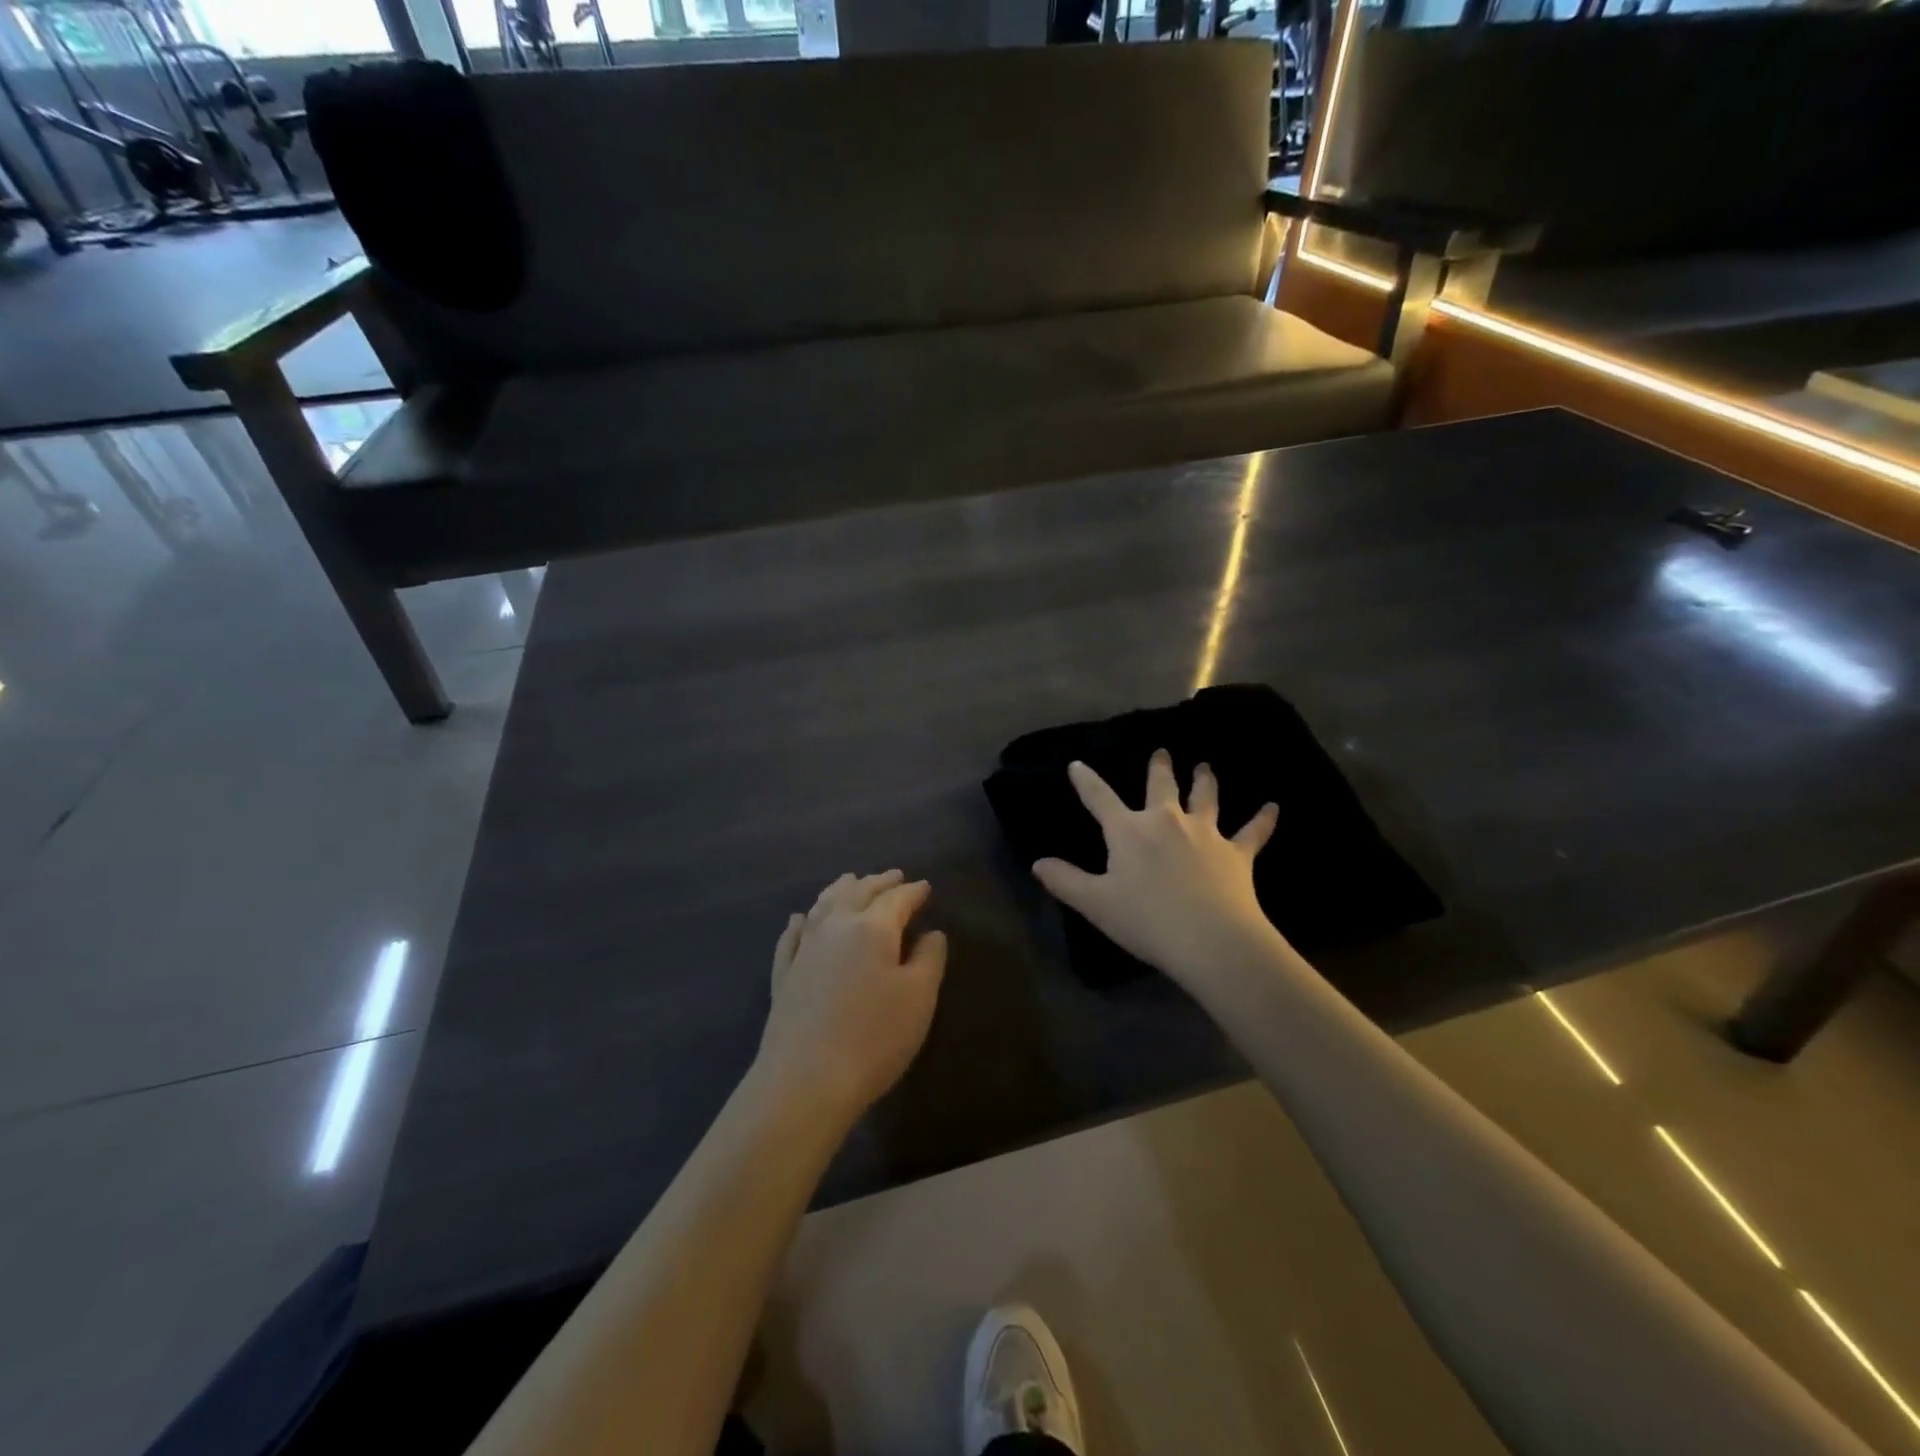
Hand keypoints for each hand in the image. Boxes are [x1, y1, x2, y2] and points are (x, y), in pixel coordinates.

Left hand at [754, 870, 947, 1124]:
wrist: (804, 1081)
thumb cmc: (874, 1038)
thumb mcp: (918, 998)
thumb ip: (929, 959)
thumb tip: (931, 932)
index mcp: (872, 928)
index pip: (897, 899)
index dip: (913, 891)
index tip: (925, 886)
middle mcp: (835, 928)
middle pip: (858, 893)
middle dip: (878, 882)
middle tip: (893, 875)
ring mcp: (804, 950)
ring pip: (823, 906)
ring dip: (840, 889)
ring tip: (850, 880)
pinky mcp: (784, 975)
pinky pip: (792, 937)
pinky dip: (801, 922)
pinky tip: (800, 919)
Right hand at [1032, 751, 1280, 987]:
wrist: (1210, 939)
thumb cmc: (1146, 920)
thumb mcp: (1095, 904)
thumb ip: (1065, 881)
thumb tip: (1037, 863)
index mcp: (1129, 830)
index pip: (1100, 798)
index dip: (1086, 780)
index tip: (1077, 764)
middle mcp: (1167, 821)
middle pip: (1161, 786)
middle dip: (1159, 768)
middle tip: (1162, 753)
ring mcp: (1206, 833)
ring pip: (1206, 798)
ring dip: (1205, 781)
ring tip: (1206, 766)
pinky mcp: (1237, 853)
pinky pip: (1253, 832)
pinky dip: (1263, 819)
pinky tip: (1274, 807)